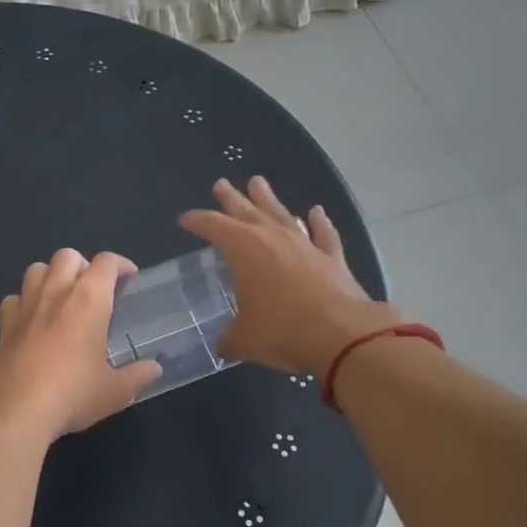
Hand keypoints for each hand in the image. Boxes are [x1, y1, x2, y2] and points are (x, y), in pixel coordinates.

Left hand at [0, 249, 161, 441]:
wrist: (15, 410)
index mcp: (89, 300)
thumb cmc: (73, 394)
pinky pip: (13, 299)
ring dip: (51, 276)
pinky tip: (32, 320)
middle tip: (93, 290)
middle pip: (67, 255)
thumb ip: (137, 376)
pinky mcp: (4, 325)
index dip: (121, 264)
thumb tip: (155, 369)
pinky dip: (24, 302)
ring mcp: (26, 306)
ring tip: (62, 298)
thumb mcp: (115, 391)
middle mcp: (56, 292)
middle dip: (83, 265)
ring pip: (36, 269)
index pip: (107, 262)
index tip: (129, 278)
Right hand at [179, 177, 399, 375]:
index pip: (212, 226)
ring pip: (281, 213)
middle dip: (230, 198)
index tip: (185, 219)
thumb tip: (224, 344)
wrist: (341, 334)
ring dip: (268, 199)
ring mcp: (305, 244)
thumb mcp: (244, 340)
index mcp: (243, 249)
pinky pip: (323, 233)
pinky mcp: (332, 258)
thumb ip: (229, 338)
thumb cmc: (282, 331)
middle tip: (221, 184)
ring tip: (258, 182)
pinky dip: (319, 222)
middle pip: (246, 210)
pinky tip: (317, 212)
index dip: (197, 221)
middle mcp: (272, 237)